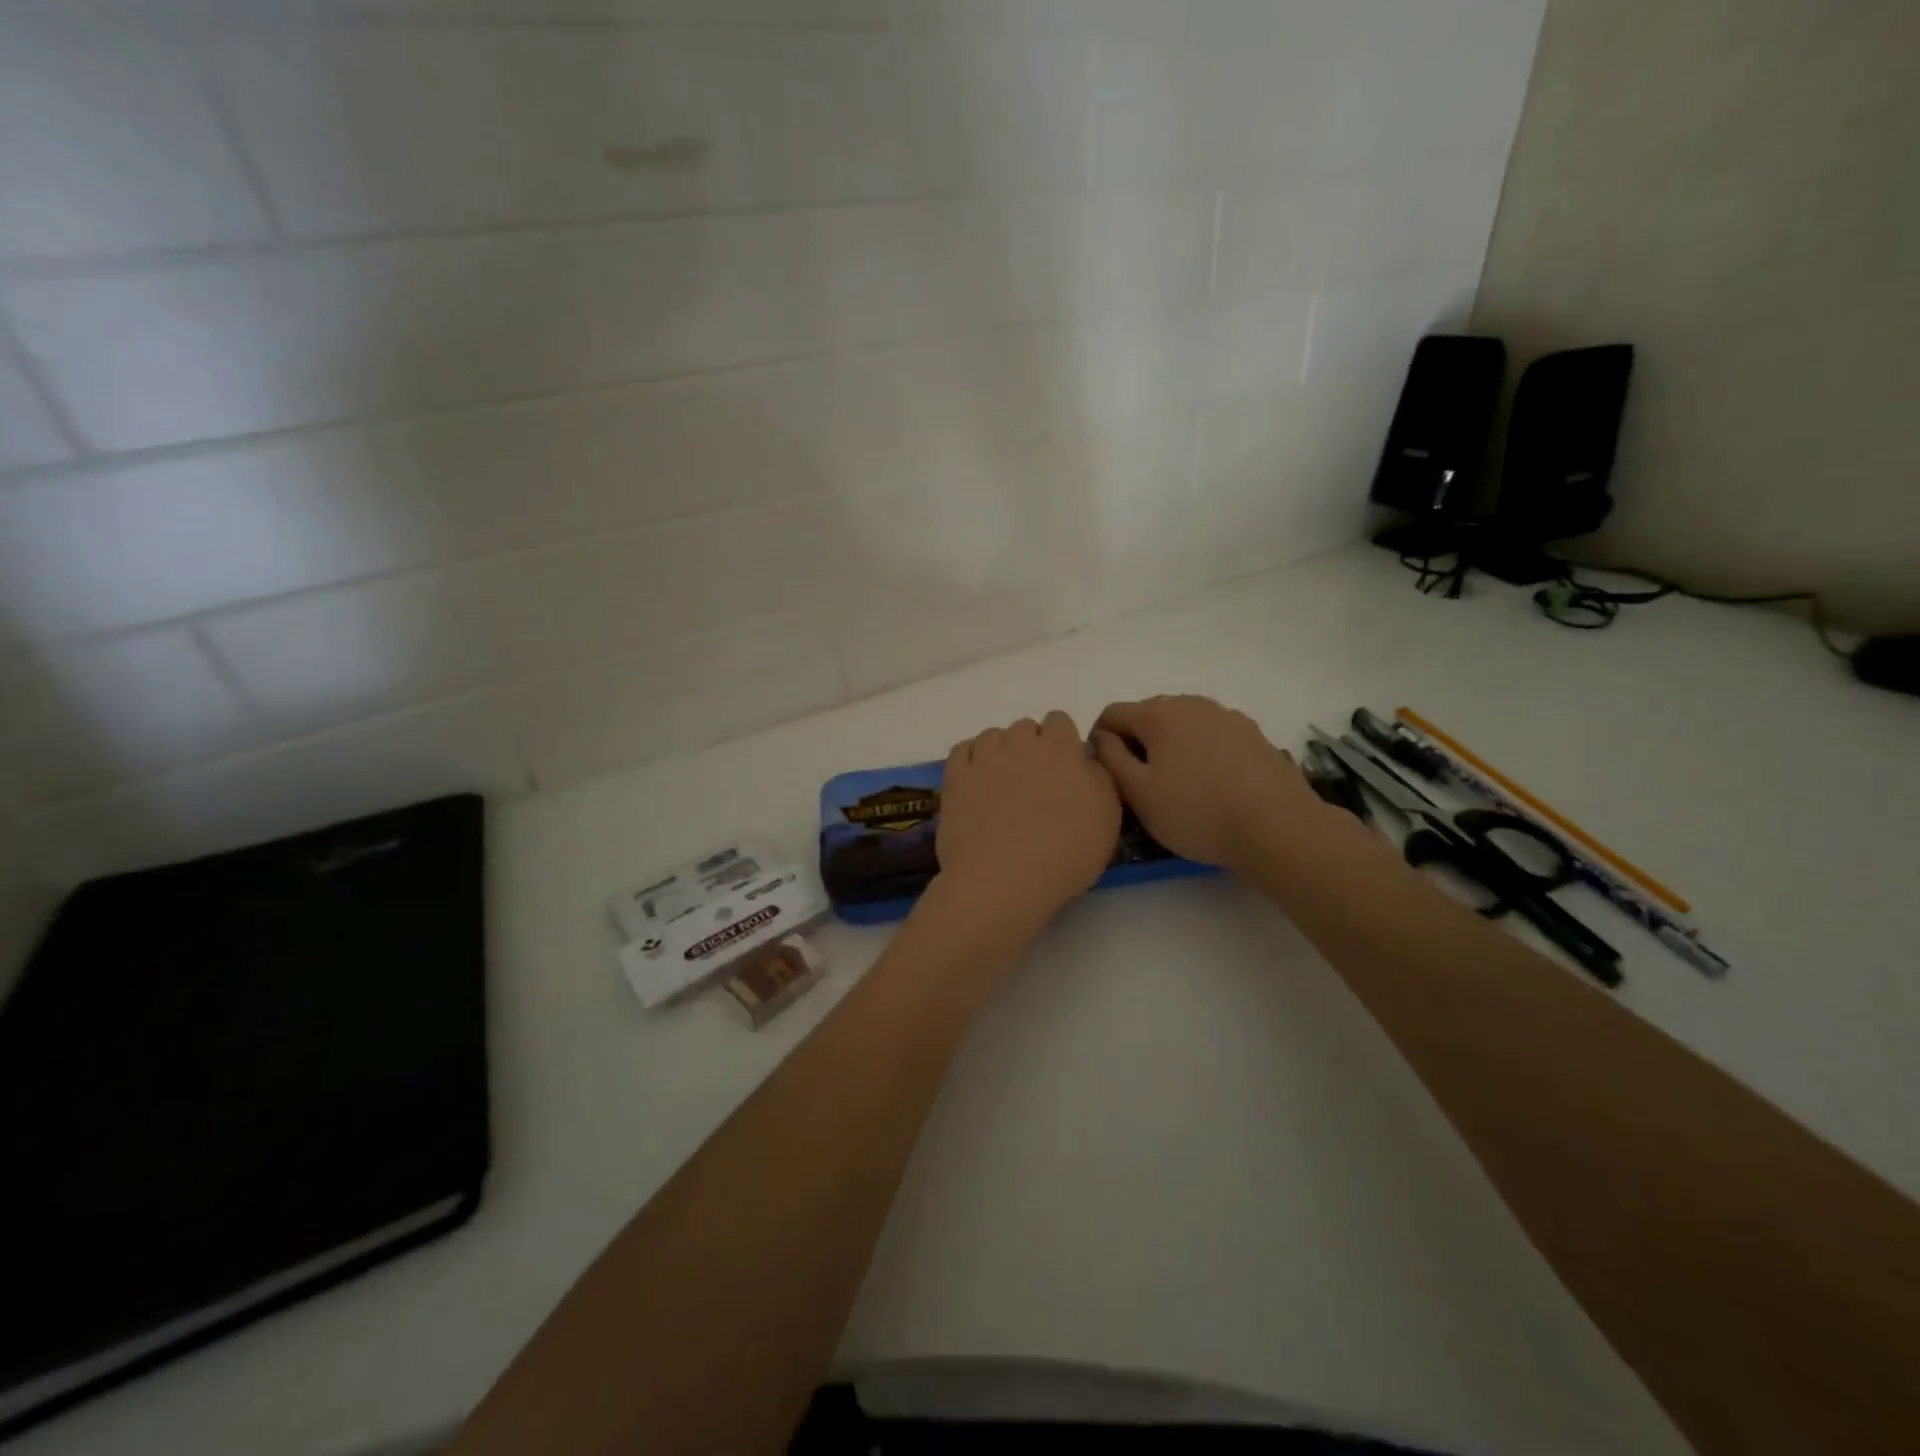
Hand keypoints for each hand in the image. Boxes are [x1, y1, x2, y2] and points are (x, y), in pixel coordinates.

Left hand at [935, 711, 1121, 926]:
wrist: (1002, 880)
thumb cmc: (1065, 854)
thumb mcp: (1107, 818)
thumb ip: (1099, 777)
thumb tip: (1085, 758)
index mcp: (1062, 749)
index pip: (1061, 722)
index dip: (1062, 743)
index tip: (1064, 771)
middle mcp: (1022, 742)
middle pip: (1026, 728)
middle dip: (1031, 747)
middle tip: (1034, 784)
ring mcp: (985, 756)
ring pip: (993, 736)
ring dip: (1000, 752)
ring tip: (1002, 786)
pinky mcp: (956, 775)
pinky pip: (963, 750)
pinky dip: (971, 760)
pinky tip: (976, 783)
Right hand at [1092, 695, 1323, 873]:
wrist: (1279, 827)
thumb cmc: (1197, 811)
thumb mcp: (1138, 793)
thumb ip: (1110, 758)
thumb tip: (1100, 737)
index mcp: (1159, 713)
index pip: (1112, 714)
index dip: (1099, 741)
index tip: (1106, 775)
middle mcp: (1192, 703)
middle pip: (1148, 716)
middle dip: (1136, 743)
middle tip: (1138, 785)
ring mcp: (1227, 716)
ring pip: (1182, 725)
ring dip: (1169, 747)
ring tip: (1176, 786)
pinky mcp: (1253, 735)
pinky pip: (1211, 737)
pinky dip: (1200, 753)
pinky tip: (1210, 786)